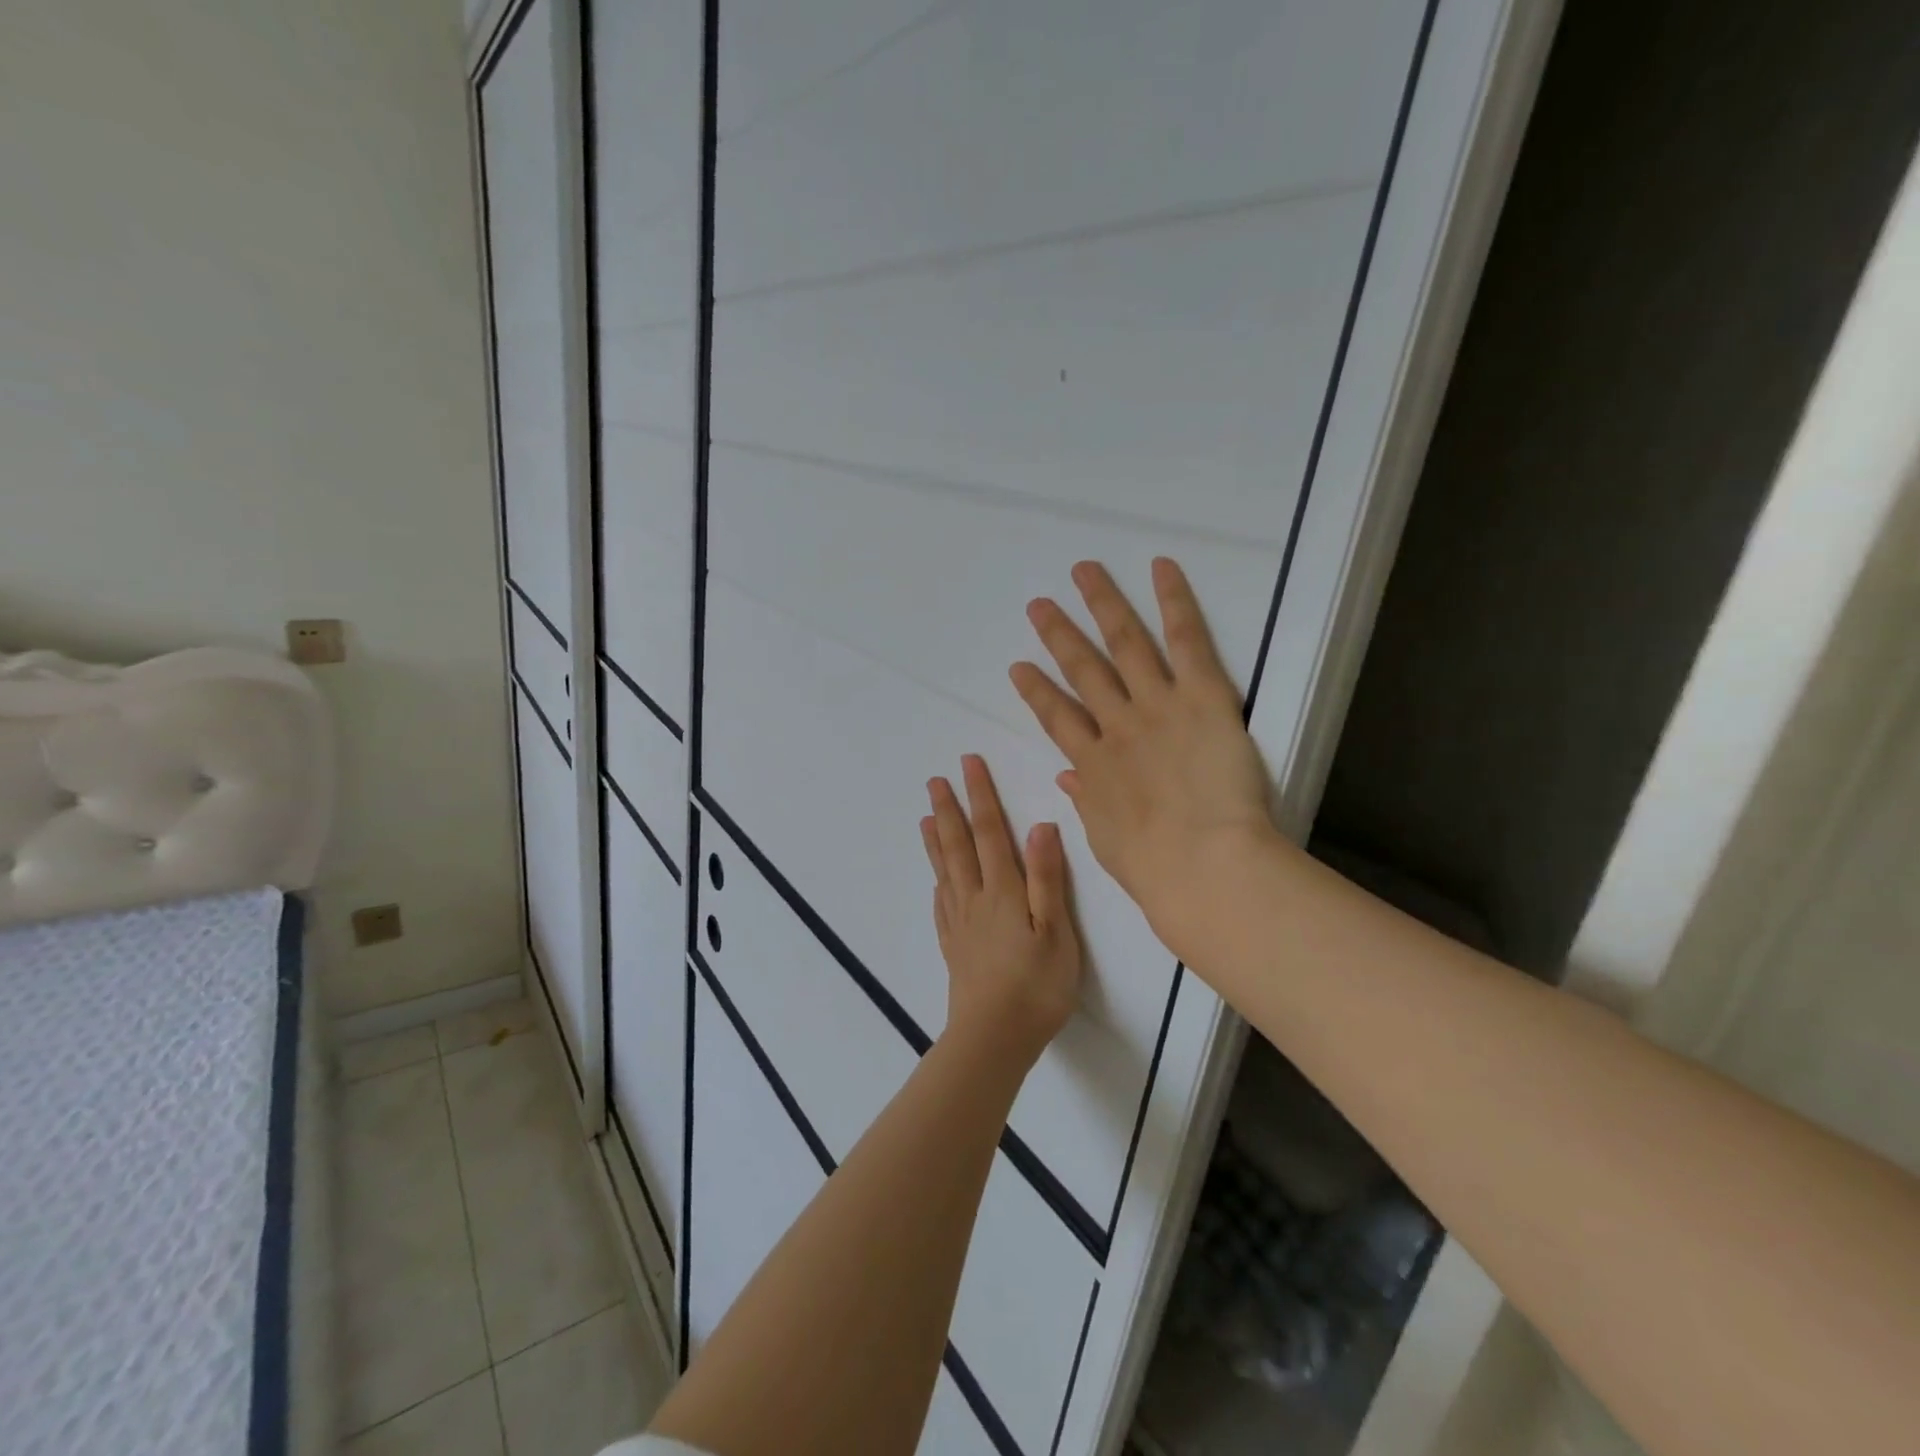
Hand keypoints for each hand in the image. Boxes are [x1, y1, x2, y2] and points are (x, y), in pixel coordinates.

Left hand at [921, 755, 1082, 1068]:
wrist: (994, 1037)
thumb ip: (1046, 878)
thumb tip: (1040, 826)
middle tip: (934, 780)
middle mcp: (975, 899)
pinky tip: (936, 882)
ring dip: (936, 841)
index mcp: (1003, 891)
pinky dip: (937, 884)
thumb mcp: (1055, 931)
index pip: (990, 832)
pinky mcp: (954, 948)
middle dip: (949, 810)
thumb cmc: (1036, 985)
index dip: (980, 796)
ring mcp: (960, 924)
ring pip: (944, 871)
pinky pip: (941, 906)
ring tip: (925, 817)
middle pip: (958, 846)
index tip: (968, 764)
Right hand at [1010, 558, 1278, 963]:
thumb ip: (1087, 800)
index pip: (1056, 718)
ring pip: (1125, 643)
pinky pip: (1186, 640)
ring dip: (1102, 605)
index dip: (1036, 691)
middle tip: (1039, 605)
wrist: (1203, 864)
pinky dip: (1173, 601)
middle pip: (1082, 670)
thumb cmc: (1154, 868)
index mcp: (1093, 765)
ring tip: (1084, 571)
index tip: (1019, 668)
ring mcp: (1157, 705)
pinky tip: (1160, 567)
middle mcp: (1118, 725)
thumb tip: (1068, 777)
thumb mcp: (1106, 839)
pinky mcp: (1202, 696)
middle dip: (1058, 636)